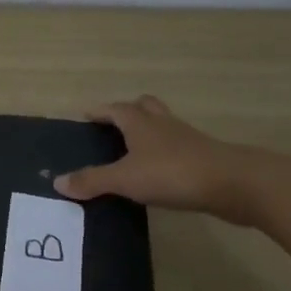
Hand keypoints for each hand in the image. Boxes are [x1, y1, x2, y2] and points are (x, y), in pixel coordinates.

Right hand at [53, 95, 258, 222]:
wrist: (232, 184)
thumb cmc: (172, 173)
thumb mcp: (125, 179)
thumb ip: (92, 180)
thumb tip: (58, 182)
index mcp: (140, 122)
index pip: (115, 109)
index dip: (100, 111)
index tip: (86, 115)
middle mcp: (162, 124)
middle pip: (144, 107)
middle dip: (128, 112)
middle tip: (112, 127)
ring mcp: (186, 139)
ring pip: (162, 126)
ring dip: (148, 132)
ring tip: (133, 150)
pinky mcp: (202, 157)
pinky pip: (176, 148)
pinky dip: (163, 154)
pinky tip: (157, 173)